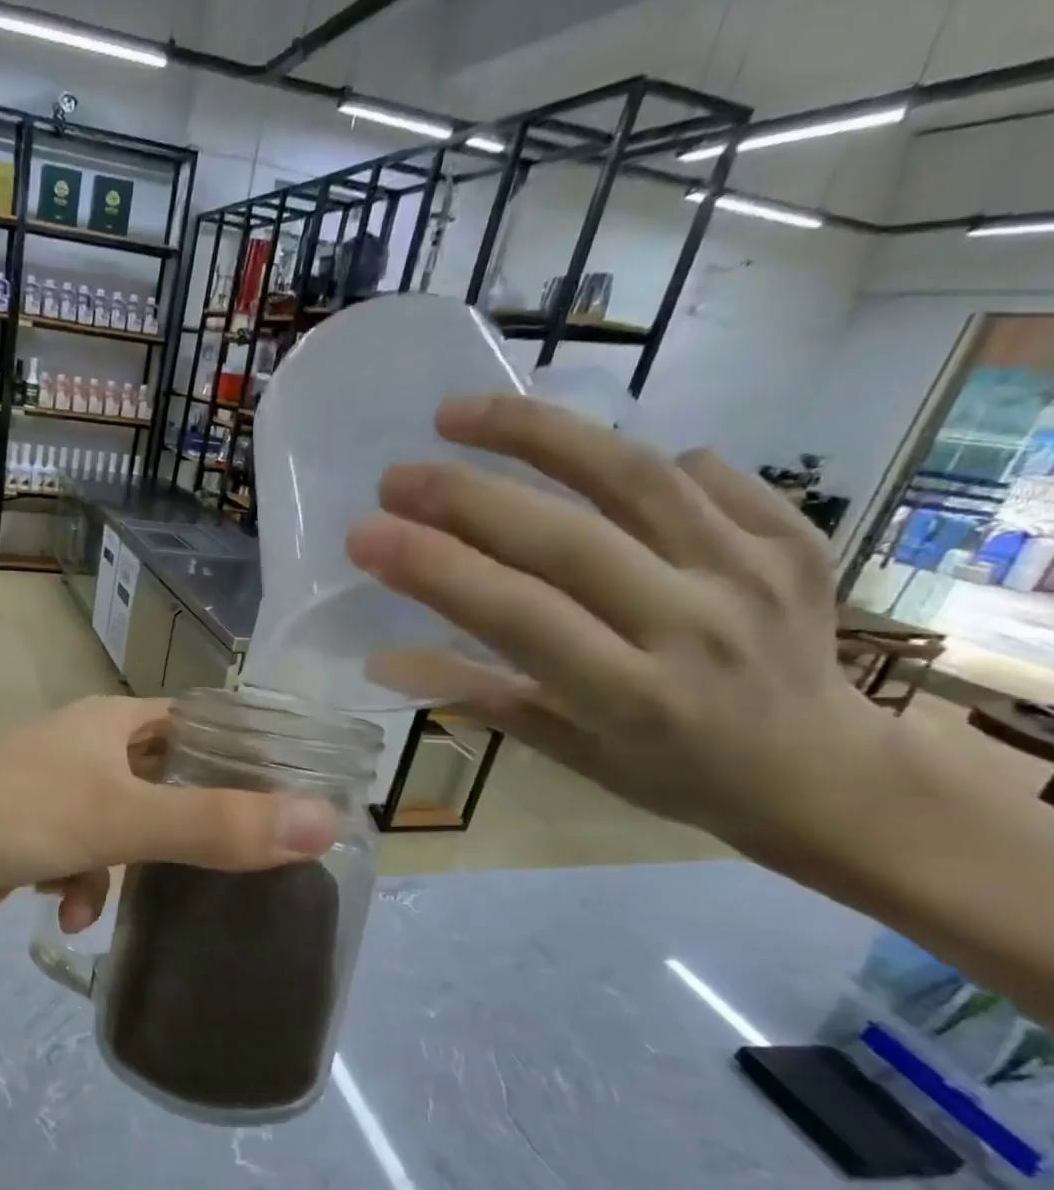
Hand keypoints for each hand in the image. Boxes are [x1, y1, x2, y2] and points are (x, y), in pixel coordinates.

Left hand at [0, 696, 339, 939]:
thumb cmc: (13, 814)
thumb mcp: (122, 819)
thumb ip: (217, 825)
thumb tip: (325, 823)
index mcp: (111, 722)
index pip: (197, 724)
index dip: (242, 754)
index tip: (286, 798)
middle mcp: (85, 749)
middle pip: (165, 781)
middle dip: (189, 824)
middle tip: (233, 862)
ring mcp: (54, 793)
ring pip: (126, 828)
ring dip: (130, 867)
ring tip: (119, 894)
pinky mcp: (29, 838)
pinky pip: (82, 859)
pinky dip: (83, 885)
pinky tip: (71, 913)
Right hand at [344, 394, 889, 869]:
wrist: (824, 770)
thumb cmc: (672, 775)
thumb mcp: (568, 754)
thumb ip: (481, 697)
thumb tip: (382, 660)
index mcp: (631, 696)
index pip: (518, 615)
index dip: (436, 569)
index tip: (365, 535)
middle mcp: (695, 626)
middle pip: (567, 538)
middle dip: (465, 497)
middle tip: (394, 477)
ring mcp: (754, 571)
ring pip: (634, 476)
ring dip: (536, 435)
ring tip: (461, 414)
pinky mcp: (794, 535)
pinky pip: (699, 473)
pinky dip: (624, 457)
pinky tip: (574, 458)